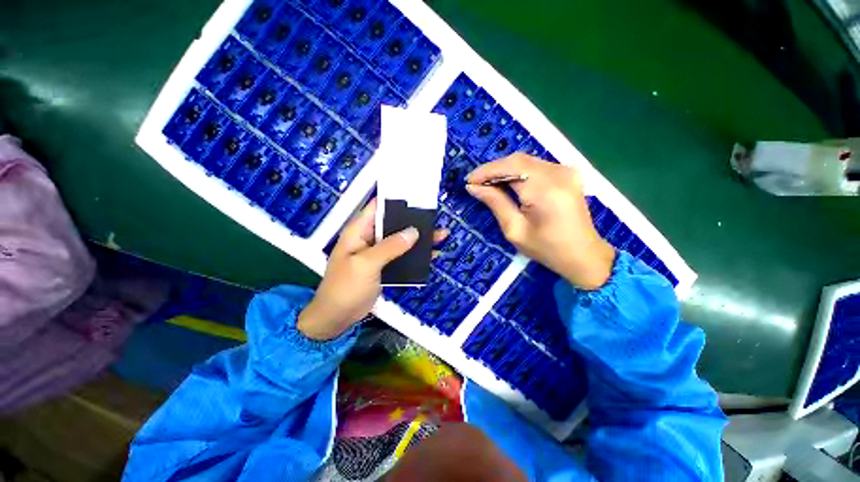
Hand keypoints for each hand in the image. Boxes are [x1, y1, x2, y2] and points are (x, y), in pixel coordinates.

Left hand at [298, 199, 447, 340]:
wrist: (337, 317)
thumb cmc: (346, 287)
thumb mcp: (366, 264)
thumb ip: (390, 247)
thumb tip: (414, 232)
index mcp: (359, 231)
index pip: (377, 208)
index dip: (396, 201)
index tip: (417, 197)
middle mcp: (369, 238)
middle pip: (393, 224)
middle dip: (413, 221)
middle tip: (435, 218)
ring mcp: (378, 253)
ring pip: (401, 240)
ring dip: (418, 239)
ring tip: (441, 235)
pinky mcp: (384, 266)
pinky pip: (402, 256)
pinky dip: (415, 255)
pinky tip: (431, 255)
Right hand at [466, 153, 614, 289]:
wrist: (583, 254)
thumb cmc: (546, 248)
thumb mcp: (514, 229)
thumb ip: (495, 203)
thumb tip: (474, 187)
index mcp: (545, 189)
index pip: (509, 167)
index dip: (486, 171)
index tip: (469, 181)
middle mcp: (557, 173)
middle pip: (517, 160)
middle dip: (493, 169)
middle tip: (476, 183)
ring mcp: (565, 170)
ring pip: (525, 161)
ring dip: (504, 170)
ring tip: (488, 184)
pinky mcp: (567, 173)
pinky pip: (536, 166)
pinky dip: (518, 171)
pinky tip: (508, 183)